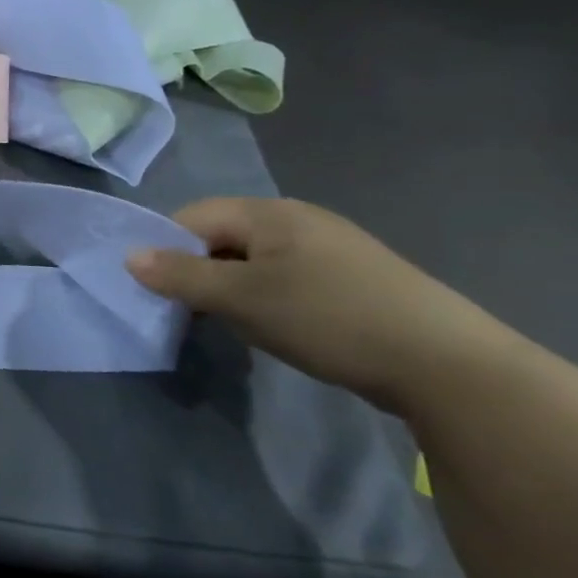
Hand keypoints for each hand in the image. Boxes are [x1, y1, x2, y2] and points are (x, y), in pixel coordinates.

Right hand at [126, 197, 519, 413]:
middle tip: (195, 312)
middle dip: (201, 271)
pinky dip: (268, 298)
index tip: (160, 290)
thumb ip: (182, 277)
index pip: (193, 216)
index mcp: (270, 212)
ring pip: (254, 260)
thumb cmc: (329, 318)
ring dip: (234, 288)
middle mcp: (299, 218)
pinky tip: (281, 328)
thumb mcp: (243, 299)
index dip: (167, 249)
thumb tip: (129, 257)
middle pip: (223, 236)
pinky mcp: (353, 278)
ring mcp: (331, 247)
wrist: (448, 365)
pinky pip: (287, 277)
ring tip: (238, 325)